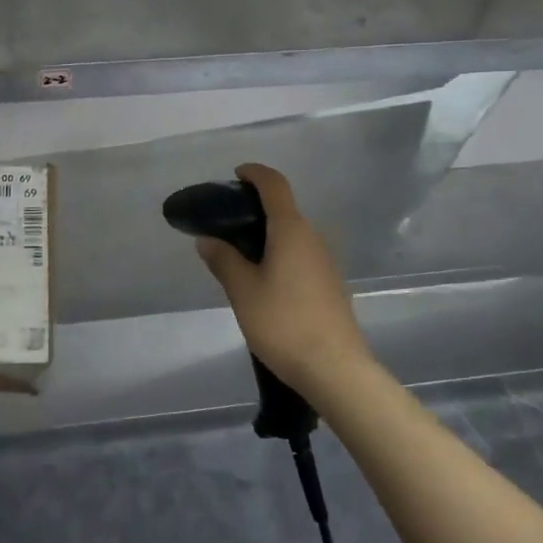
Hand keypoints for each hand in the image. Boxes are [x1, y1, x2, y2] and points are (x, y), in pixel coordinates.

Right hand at [194, 163, 374, 399]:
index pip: (275, 186)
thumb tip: (206, 239)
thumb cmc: (283, 323)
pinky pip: (301, 256)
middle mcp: (313, 238)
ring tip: (238, 256)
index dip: (255, 173)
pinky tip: (264, 281)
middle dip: (255, 209)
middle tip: (224, 226)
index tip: (235, 175)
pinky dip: (280, 254)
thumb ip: (223, 260)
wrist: (335, 369)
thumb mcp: (243, 291)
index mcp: (291, 230)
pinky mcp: (330, 285)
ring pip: (293, 235)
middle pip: (284, 210)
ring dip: (267, 235)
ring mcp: (326, 262)